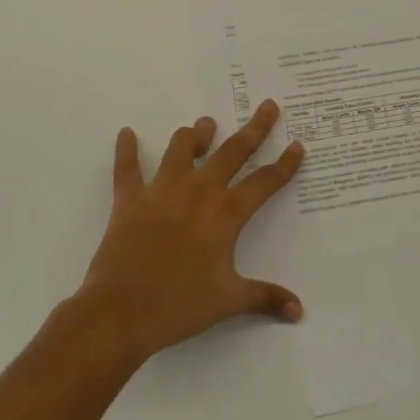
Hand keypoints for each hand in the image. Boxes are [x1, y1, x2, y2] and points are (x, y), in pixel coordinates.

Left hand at [74, 100, 305, 364]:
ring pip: (183, 149)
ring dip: (197, 134)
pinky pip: (127, 168)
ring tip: (205, 125)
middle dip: (254, 128)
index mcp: (226, 214)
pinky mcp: (130, 200)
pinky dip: (126, 150)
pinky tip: (126, 133)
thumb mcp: (229, 301)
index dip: (285, 164)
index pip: (265, 181)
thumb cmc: (180, 306)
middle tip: (268, 106)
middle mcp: (198, 192)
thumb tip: (299, 311)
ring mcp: (162, 191)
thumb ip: (266, 298)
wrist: (120, 313)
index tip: (297, 145)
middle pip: (233, 151)